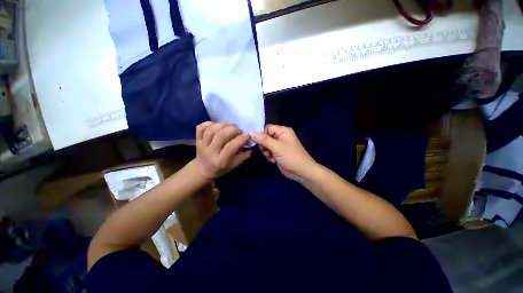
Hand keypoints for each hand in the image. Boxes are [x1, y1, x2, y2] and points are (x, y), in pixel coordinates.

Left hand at [194, 122, 251, 179]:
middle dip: (232, 129)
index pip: (231, 147)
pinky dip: (208, 123)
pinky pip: (200, 128)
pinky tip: (216, 125)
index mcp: (220, 161)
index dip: (240, 139)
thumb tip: (253, 145)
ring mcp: (201, 145)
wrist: (202, 170)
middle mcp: (210, 152)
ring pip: (211, 130)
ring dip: (222, 125)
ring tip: (229, 125)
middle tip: (238, 129)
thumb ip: (244, 156)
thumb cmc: (220, 169)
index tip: (247, 135)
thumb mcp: (234, 165)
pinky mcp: (197, 140)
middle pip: (221, 135)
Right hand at [250, 124, 317, 181]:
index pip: (267, 128)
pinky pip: (269, 151)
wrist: (301, 172)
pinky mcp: (278, 152)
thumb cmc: (291, 157)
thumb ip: (264, 140)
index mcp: (283, 131)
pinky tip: (273, 160)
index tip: (256, 142)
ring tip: (270, 156)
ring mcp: (279, 145)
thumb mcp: (277, 147)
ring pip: (266, 145)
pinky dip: (269, 155)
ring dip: (266, 151)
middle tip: (266, 151)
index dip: (261, 134)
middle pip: (265, 136)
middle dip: (264, 145)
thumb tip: (250, 132)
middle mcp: (281, 136)